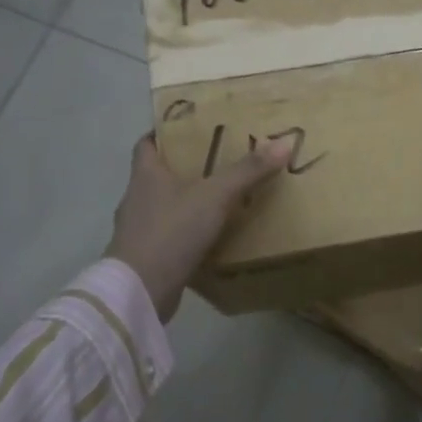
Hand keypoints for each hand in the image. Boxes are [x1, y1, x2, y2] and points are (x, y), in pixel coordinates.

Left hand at [105, 134, 288, 321]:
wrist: (140, 290)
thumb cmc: (172, 230)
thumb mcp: (216, 196)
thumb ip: (248, 171)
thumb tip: (284, 142)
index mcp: (145, 175)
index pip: (147, 144)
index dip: (164, 133)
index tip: (188, 130)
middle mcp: (136, 199)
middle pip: (157, 175)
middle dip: (184, 169)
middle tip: (218, 162)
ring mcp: (137, 231)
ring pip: (164, 208)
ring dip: (186, 204)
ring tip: (219, 201)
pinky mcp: (145, 258)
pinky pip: (169, 238)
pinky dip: (186, 235)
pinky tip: (209, 239)